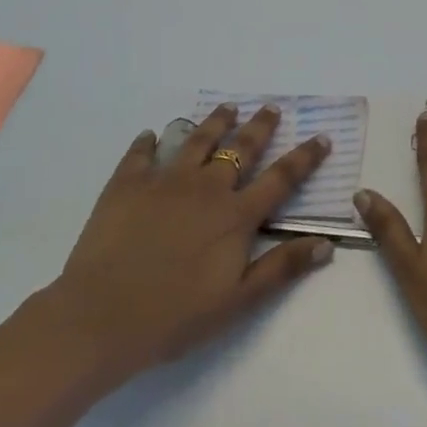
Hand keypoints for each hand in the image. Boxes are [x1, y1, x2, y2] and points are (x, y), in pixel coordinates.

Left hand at [41, 104, 335, 391]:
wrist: (99, 319)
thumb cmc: (174, 316)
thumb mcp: (238, 301)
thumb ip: (282, 268)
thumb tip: (327, 243)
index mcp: (236, 215)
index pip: (281, 178)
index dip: (305, 157)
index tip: (322, 137)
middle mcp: (206, 188)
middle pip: (241, 148)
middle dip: (260, 127)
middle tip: (271, 108)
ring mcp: (164, 182)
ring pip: (197, 141)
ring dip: (215, 122)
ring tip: (227, 109)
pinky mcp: (126, 185)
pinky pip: (141, 154)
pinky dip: (149, 141)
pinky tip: (152, 134)